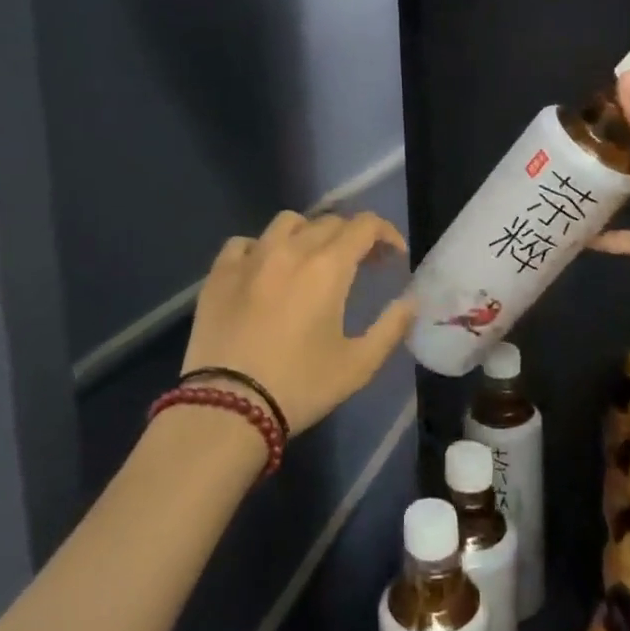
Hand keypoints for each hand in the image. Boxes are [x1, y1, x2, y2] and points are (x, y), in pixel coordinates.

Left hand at [184, 210, 413, 434]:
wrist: (227, 408)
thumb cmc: (299, 386)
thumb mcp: (358, 365)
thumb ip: (391, 327)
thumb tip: (410, 301)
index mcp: (328, 267)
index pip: (364, 225)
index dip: (386, 233)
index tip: (394, 255)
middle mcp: (290, 250)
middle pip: (329, 222)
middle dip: (353, 237)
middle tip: (362, 264)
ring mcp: (251, 257)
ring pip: (287, 223)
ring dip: (309, 233)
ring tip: (312, 260)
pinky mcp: (219, 273)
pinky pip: (245, 242)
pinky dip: (262, 248)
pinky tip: (264, 271)